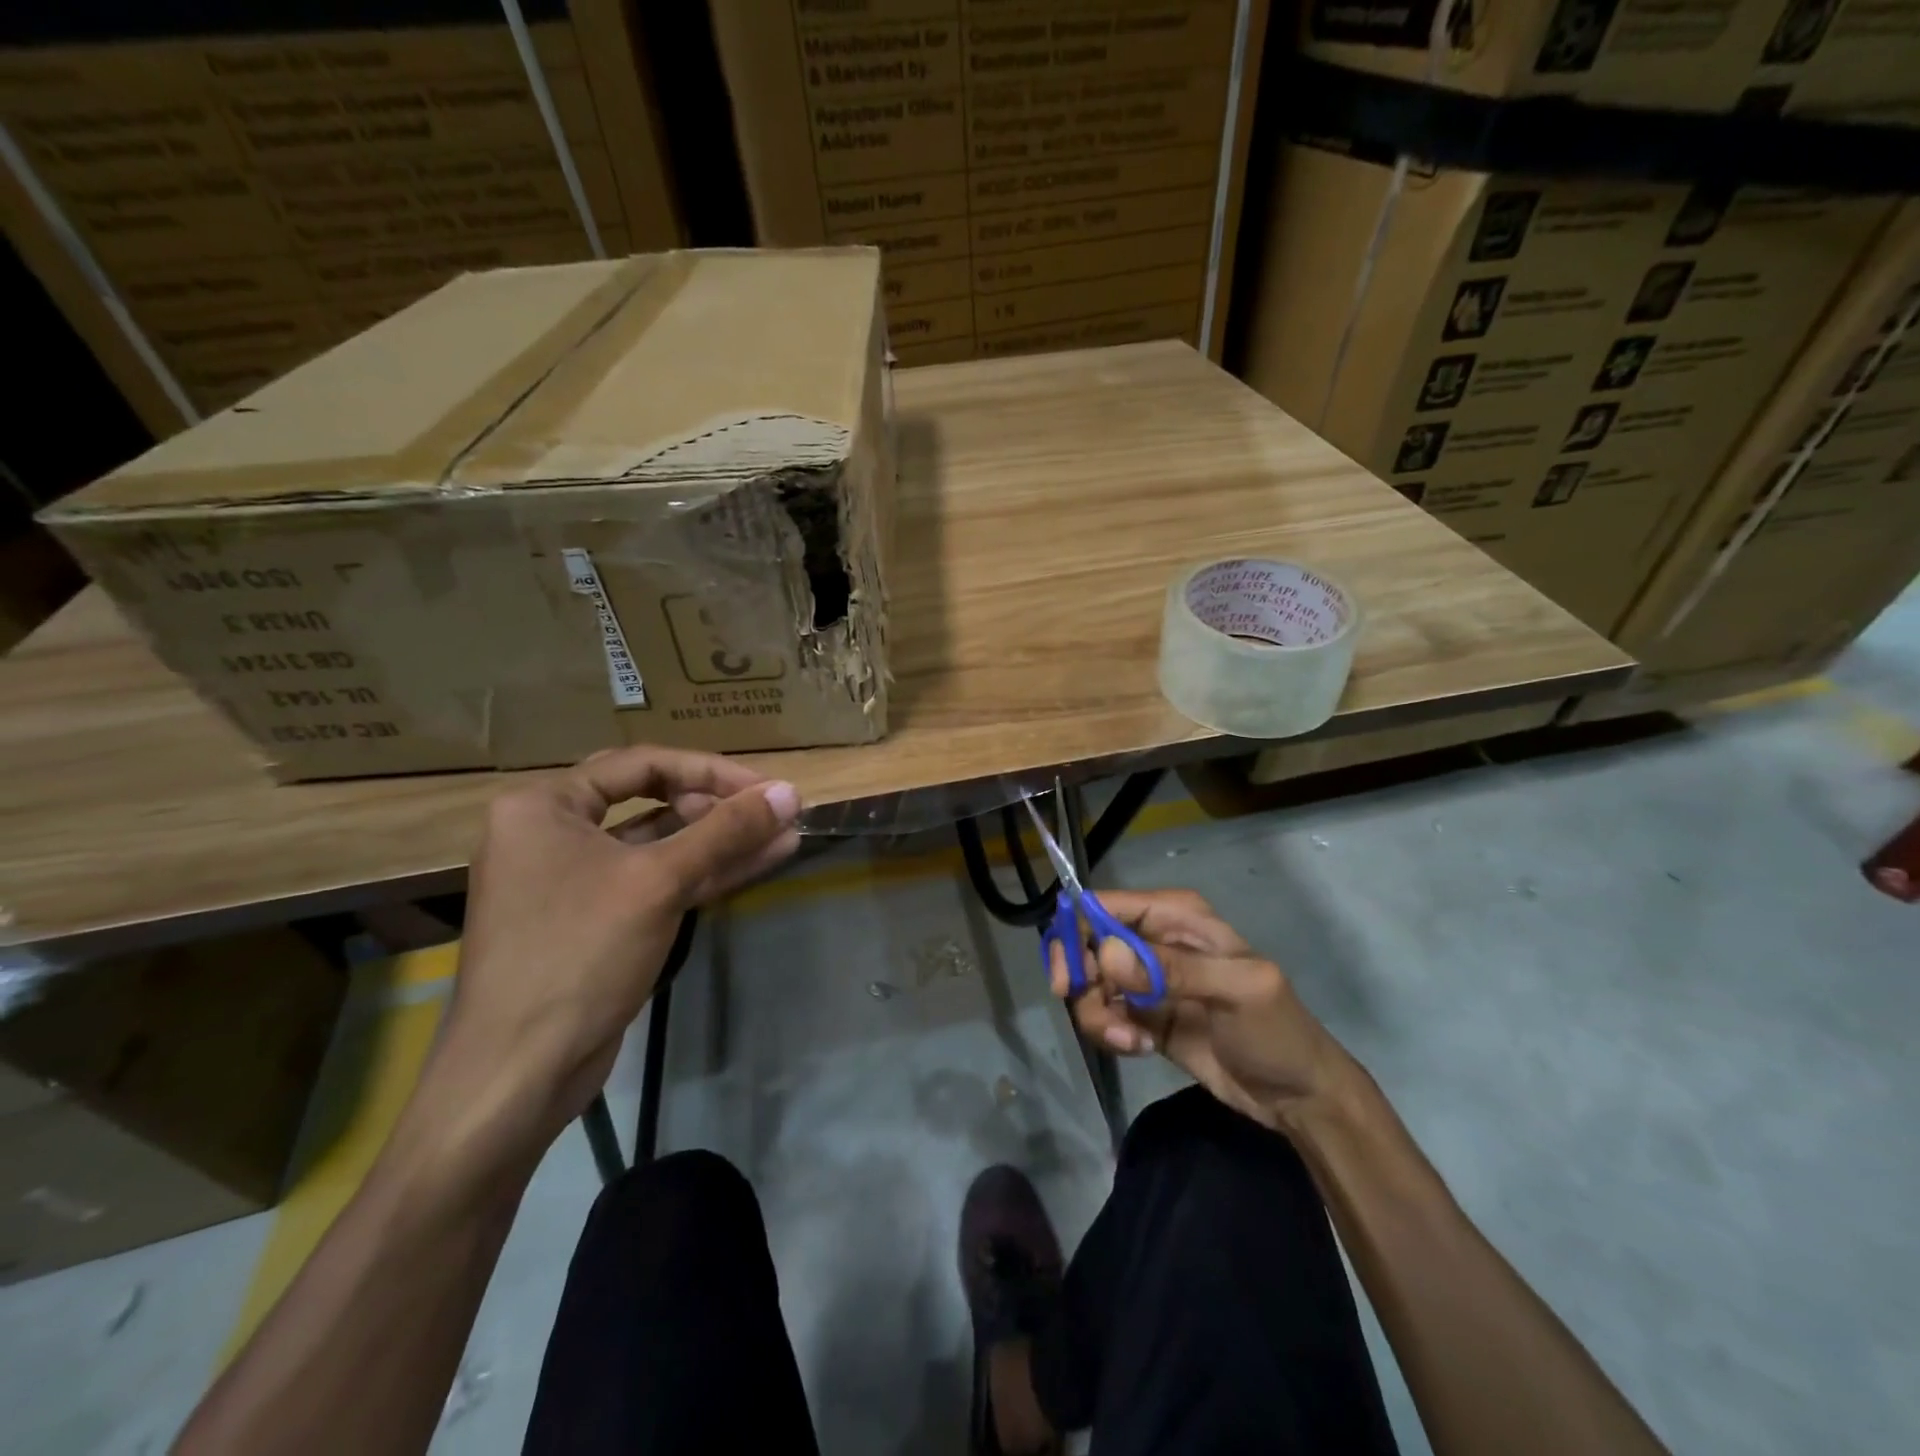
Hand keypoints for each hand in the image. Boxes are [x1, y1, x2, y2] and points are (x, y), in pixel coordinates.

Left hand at [431, 746, 801, 1167]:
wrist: (520, 1073)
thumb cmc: (578, 955)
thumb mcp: (657, 883)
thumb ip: (725, 832)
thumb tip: (788, 791)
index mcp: (544, 806)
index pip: (642, 764)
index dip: (710, 771)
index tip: (765, 787)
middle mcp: (555, 833)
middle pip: (652, 801)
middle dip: (720, 807)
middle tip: (776, 812)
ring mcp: (578, 880)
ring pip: (663, 846)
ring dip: (723, 841)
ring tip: (787, 834)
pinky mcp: (601, 920)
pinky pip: (659, 881)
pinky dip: (706, 873)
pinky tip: (761, 862)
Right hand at [1050, 889, 1354, 1132]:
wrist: (1298, 1096)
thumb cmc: (1276, 1031)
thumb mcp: (1237, 990)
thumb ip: (1173, 969)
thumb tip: (1106, 955)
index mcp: (1176, 915)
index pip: (1107, 906)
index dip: (1077, 931)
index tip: (1070, 976)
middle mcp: (1154, 940)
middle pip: (1089, 943)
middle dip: (1080, 977)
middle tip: (1086, 1007)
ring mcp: (1147, 980)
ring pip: (1093, 983)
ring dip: (1097, 1013)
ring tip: (1128, 1041)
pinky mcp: (1144, 1016)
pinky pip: (1105, 1014)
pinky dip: (1110, 1032)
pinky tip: (1139, 1049)